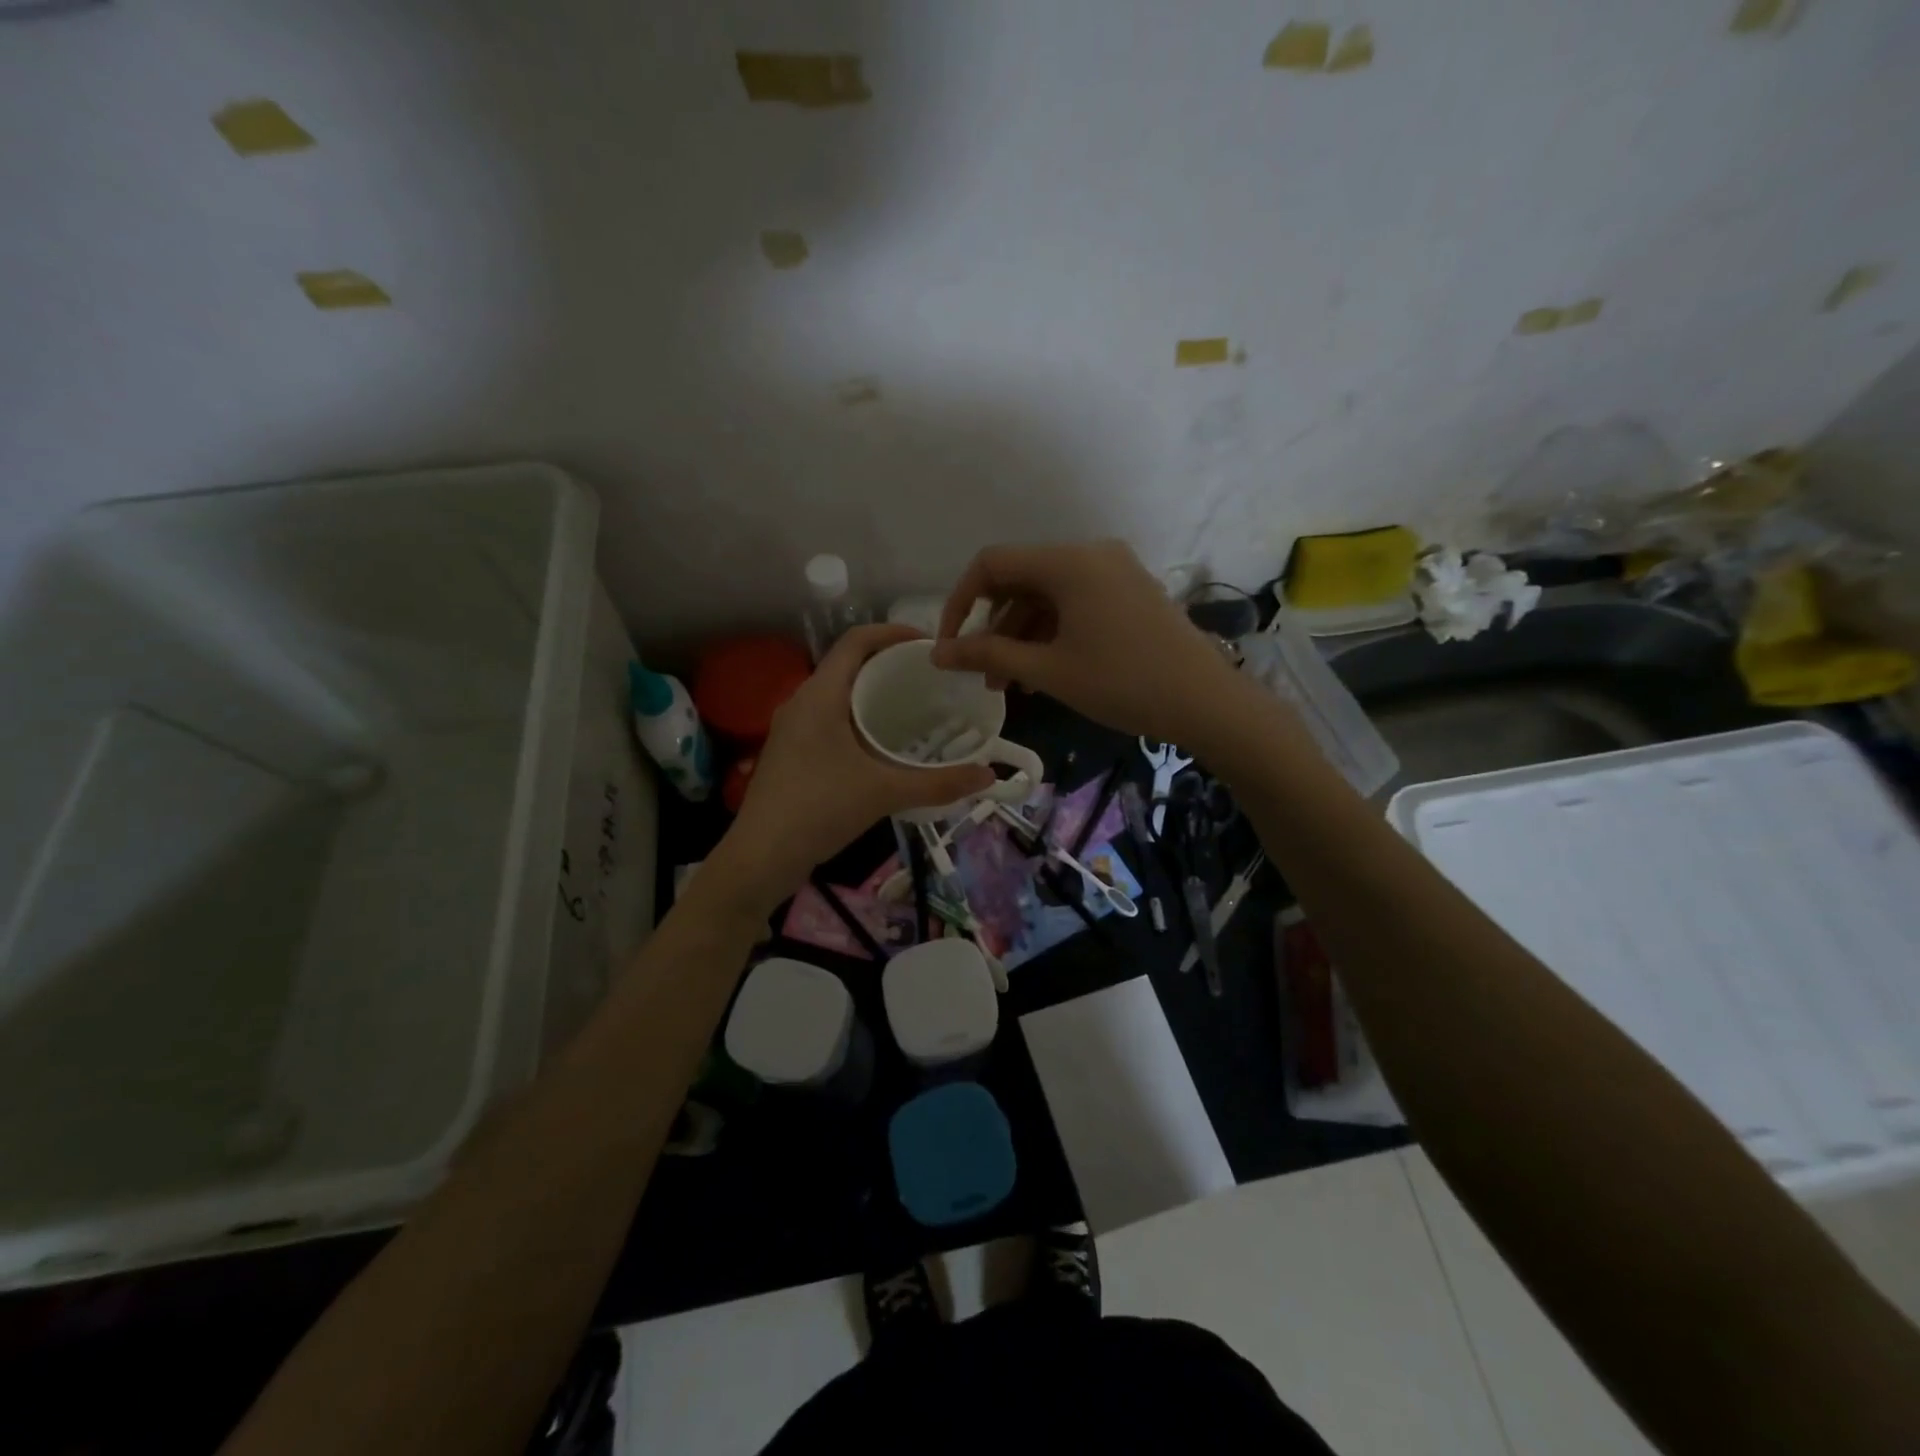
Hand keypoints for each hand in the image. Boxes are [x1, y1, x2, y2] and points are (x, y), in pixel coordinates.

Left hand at [712, 625, 995, 910]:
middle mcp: (801, 702)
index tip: (929, 644)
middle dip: (888, 665)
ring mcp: (792, 729)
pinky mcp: (791, 753)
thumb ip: (938, 783)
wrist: (760, 857)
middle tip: (929, 679)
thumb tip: (989, 776)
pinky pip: (829, 720)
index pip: (856, 641)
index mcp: (820, 695)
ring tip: (912, 709)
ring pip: (837, 695)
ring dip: (871, 694)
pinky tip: (881, 747)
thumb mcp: (884, 792)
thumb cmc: (819, 809)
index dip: (893, 632)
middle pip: (848, 665)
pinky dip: (857, 719)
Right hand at [930, 541, 1247, 745]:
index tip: (949, 645)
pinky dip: (1051, 633)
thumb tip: (938, 654)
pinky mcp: (1129, 592)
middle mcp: (1090, 554)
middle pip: (1020, 580)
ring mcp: (1114, 571)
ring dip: (1021, 636)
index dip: (960, 602)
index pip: (992, 564)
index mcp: (1068, 561)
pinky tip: (1041, 672)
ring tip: (1009, 684)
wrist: (1206, 702)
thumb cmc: (1122, 683)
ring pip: (1047, 596)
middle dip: (993, 628)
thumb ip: (988, 654)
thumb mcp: (1049, 670)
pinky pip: (1074, 603)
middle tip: (982, 674)